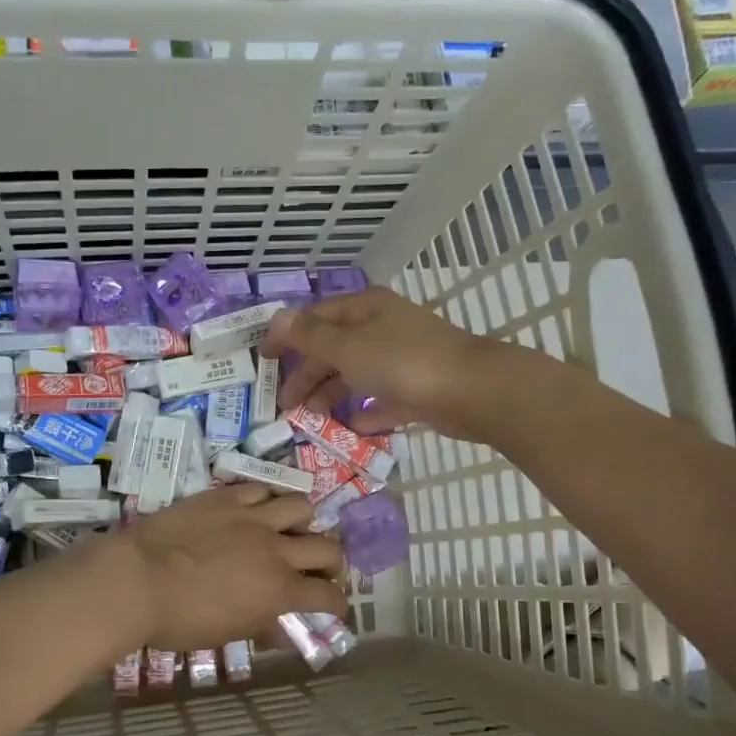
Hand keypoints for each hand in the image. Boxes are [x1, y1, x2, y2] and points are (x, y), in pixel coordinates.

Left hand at [101, 484, 346, 651]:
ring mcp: (252, 518)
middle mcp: (276, 550)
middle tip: (319, 569)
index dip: (337, 603)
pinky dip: (266, 500)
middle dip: (333, 562)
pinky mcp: (226, 497)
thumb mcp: (224, 634)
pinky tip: (257, 509)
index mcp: (279, 591)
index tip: (333, 606)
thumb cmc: (178, 620)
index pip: (328, 596)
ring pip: (301, 507)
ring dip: (303, 522)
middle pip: (328, 548)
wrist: (135, 580)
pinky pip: (260, 488)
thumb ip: (260, 627)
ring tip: (290, 529)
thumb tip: (281, 630)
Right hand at [262, 289, 521, 443]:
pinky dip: (366, 412)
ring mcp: (402, 360)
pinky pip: (383, 400)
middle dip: (307, 374)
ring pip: (356, 376)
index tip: (264, 359)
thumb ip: (310, 336)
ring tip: (311, 419)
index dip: (288, 335)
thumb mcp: (348, 346)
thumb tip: (277, 318)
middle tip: (285, 404)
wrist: (472, 391)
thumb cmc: (403, 361)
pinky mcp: (417, 390)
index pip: (317, 317)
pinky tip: (352, 426)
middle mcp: (382, 330)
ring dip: (331, 395)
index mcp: (365, 309)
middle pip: (334, 349)